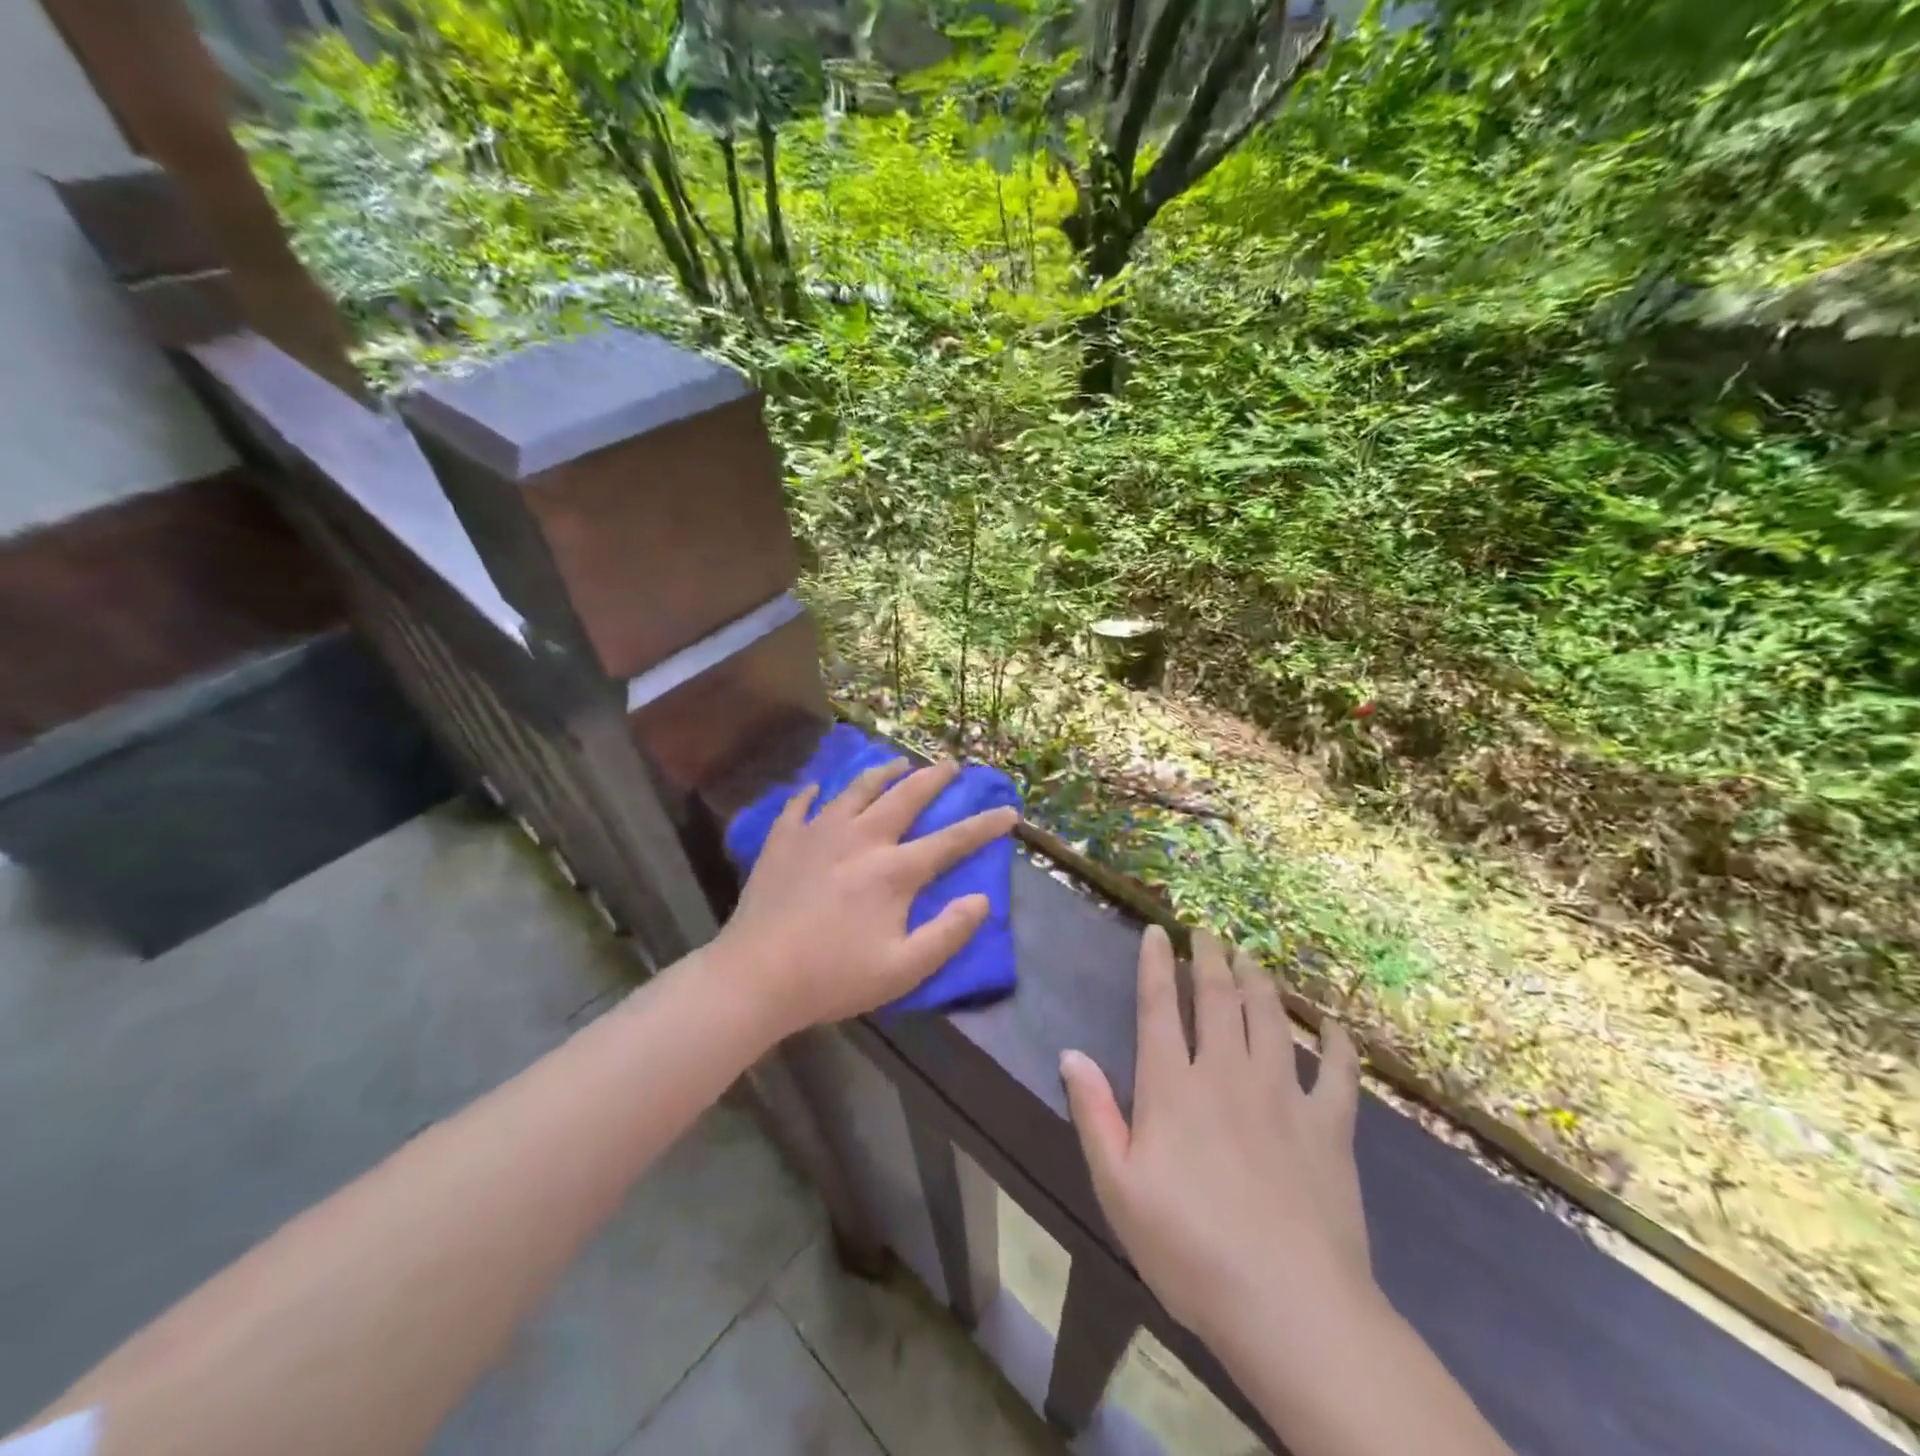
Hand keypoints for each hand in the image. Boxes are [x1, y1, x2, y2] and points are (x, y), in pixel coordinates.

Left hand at [719, 757, 1019, 1036]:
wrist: (756, 976)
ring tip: (896, 763)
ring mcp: (818, 833)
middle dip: (933, 778)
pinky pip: (800, 804)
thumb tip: (982, 900)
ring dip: (882, 772)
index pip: (951, 840)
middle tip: (950, 765)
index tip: (1008, 810)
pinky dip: (813, 792)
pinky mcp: (783, 840)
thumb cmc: (834, 977)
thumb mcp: (904, 969)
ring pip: (856, 788)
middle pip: (905, 796)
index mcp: (894, 870)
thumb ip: (949, 933)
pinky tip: (817, 788)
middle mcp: (861, 838)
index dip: (984, 825)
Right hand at [1060, 926, 1369, 1347]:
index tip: (1157, 933)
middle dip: (1209, 959)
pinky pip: (1338, 1071)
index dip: (1156, 965)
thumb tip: (1071, 1053)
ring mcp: (1283, 1095)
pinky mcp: (1330, 1126)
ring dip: (1258, 981)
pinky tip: (1334, 1024)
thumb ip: (1093, 1114)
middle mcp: (1227, 1073)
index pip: (1160, 1008)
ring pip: (1270, 1018)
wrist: (1290, 1307)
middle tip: (1206, 933)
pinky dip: (1337, 1042)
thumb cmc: (1190, 1249)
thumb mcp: (1118, 1188)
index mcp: (1173, 1087)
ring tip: (1250, 956)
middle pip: (1218, 999)